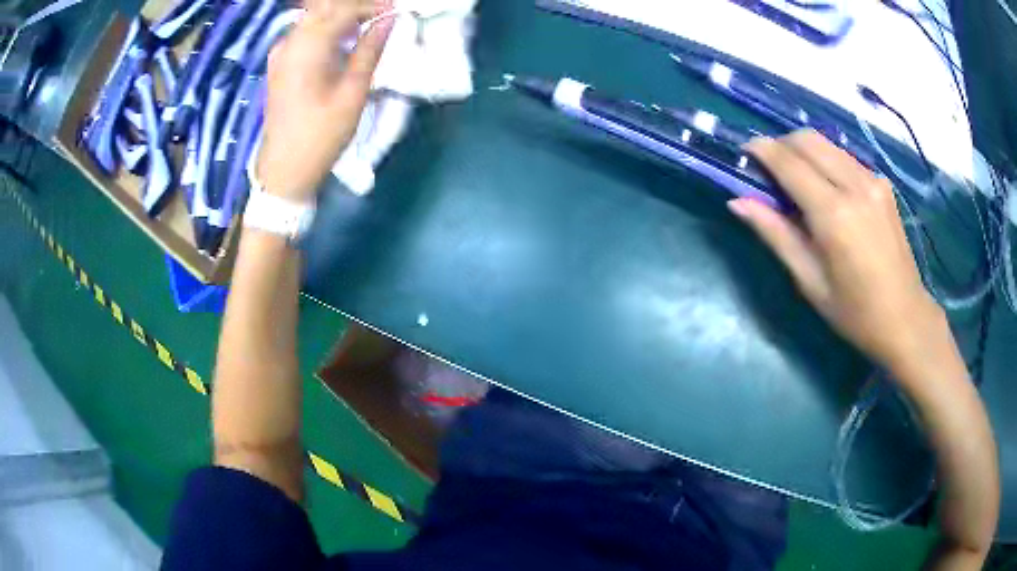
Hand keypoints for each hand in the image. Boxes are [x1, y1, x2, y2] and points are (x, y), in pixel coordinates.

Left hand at [256, 0, 393, 201]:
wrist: (284, 170)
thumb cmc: (320, 135)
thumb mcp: (353, 93)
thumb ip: (370, 50)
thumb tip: (390, 21)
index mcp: (307, 47)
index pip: (342, 9)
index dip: (372, 6)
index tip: (396, 10)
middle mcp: (289, 42)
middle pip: (324, 8)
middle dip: (355, 7)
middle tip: (382, 15)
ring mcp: (280, 52)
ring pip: (313, 17)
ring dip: (340, 15)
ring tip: (367, 25)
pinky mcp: (279, 64)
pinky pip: (304, 32)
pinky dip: (325, 27)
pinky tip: (341, 38)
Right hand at [729, 130, 946, 369]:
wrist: (905, 318)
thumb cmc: (854, 312)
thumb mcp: (809, 281)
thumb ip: (775, 234)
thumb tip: (737, 202)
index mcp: (834, 214)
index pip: (789, 162)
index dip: (762, 150)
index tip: (743, 152)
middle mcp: (855, 185)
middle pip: (807, 139)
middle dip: (781, 144)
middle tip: (768, 169)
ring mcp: (873, 181)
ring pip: (827, 143)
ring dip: (803, 151)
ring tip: (795, 179)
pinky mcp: (883, 184)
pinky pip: (844, 157)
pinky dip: (825, 161)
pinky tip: (825, 189)